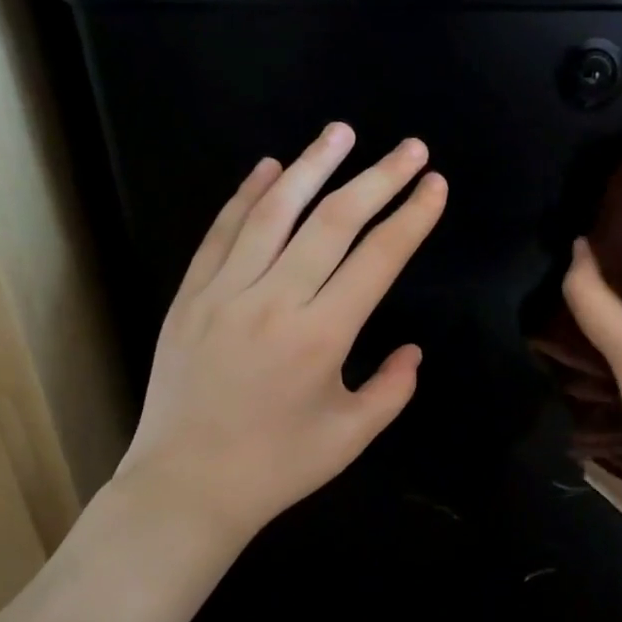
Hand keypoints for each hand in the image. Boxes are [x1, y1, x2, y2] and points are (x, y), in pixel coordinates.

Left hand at [116, 123, 446, 546]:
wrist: (186, 488)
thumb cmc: (277, 467)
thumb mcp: (352, 436)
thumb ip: (393, 388)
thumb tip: (412, 350)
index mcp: (321, 337)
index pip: (377, 259)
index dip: (411, 217)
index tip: (435, 185)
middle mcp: (273, 302)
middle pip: (332, 222)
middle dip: (377, 178)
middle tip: (410, 148)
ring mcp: (224, 294)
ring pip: (273, 213)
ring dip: (312, 166)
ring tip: (341, 132)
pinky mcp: (189, 297)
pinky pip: (220, 233)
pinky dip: (246, 196)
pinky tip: (270, 168)